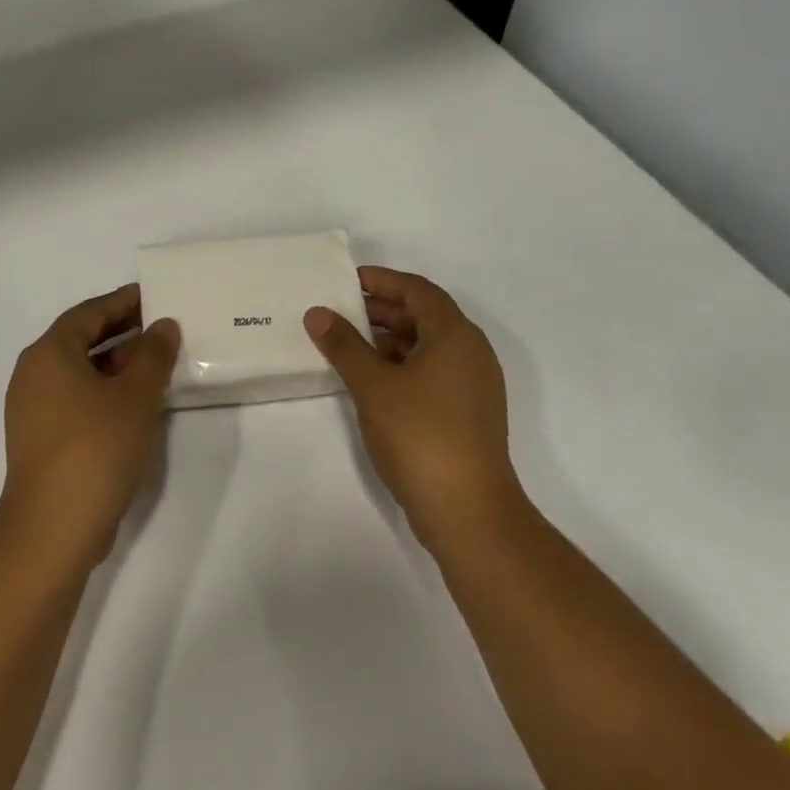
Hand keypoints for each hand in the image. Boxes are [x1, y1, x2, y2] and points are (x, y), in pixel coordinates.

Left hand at [1, 284, 179, 567]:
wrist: (53, 528)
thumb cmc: (95, 448)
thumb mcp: (135, 396)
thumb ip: (153, 355)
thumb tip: (163, 327)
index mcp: (49, 354)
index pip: (89, 313)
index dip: (123, 302)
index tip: (154, 296)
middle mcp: (34, 375)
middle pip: (81, 340)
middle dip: (122, 332)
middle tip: (162, 326)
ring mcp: (33, 410)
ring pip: (80, 373)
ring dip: (117, 364)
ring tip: (157, 363)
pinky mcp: (42, 440)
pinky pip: (76, 399)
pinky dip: (105, 391)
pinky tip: (137, 403)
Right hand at [305, 266, 526, 547]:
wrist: (468, 510)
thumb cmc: (420, 435)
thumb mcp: (373, 385)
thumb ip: (344, 345)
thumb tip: (317, 313)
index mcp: (455, 335)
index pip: (418, 290)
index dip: (382, 280)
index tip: (347, 279)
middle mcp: (470, 353)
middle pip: (425, 316)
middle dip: (383, 310)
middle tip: (341, 311)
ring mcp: (473, 385)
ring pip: (428, 346)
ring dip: (390, 339)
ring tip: (349, 344)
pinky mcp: (467, 413)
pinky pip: (432, 372)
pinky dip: (402, 366)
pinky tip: (372, 380)